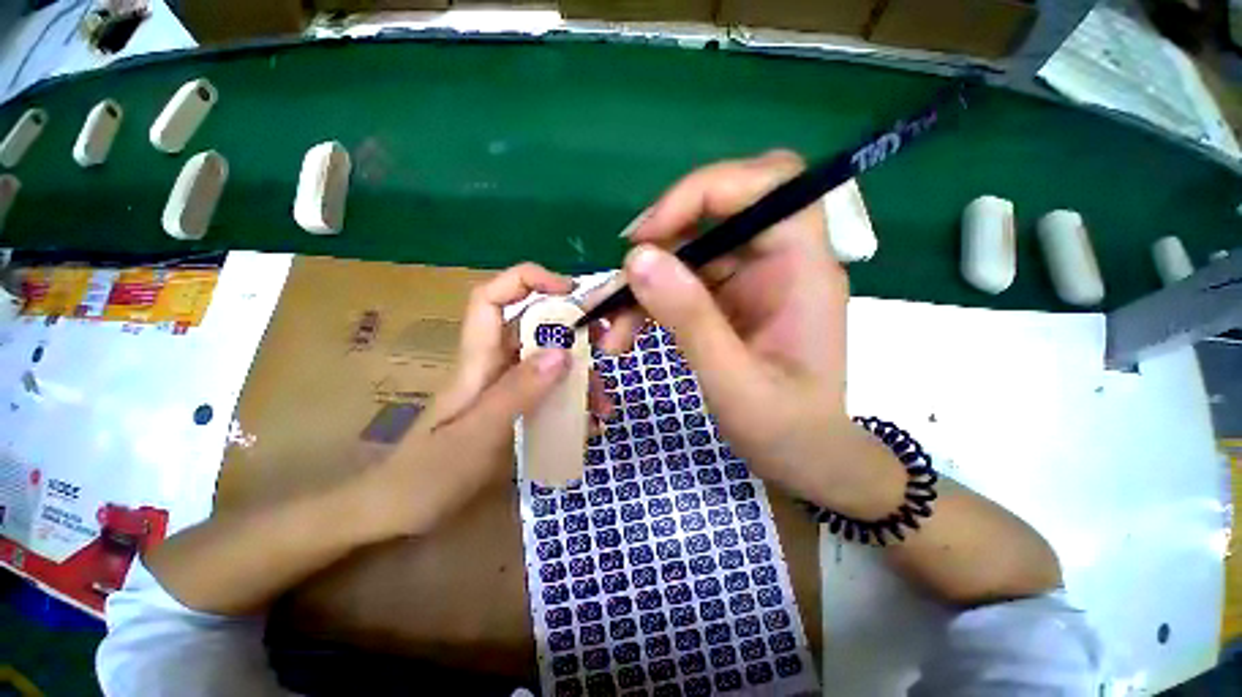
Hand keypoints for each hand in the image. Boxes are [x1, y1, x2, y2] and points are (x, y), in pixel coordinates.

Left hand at [358, 264, 609, 536]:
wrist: (398, 515)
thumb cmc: (428, 475)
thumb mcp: (477, 434)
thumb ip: (519, 392)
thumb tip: (563, 351)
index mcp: (477, 360)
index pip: (492, 298)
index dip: (528, 281)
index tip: (570, 290)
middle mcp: (493, 366)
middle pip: (533, 329)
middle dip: (572, 333)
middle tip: (607, 350)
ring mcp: (505, 389)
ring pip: (548, 363)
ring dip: (579, 376)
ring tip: (602, 405)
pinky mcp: (513, 410)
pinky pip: (549, 393)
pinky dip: (572, 401)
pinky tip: (588, 424)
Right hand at [594, 151, 905, 518]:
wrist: (805, 460)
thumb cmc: (787, 431)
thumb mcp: (735, 382)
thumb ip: (690, 320)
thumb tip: (638, 259)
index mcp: (803, 268)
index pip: (767, 185)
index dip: (704, 192)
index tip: (649, 235)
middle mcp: (779, 261)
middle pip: (718, 211)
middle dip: (663, 239)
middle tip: (622, 277)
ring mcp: (751, 281)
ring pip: (689, 251)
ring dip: (645, 283)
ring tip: (612, 328)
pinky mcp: (728, 301)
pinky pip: (682, 283)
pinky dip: (649, 303)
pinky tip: (625, 335)